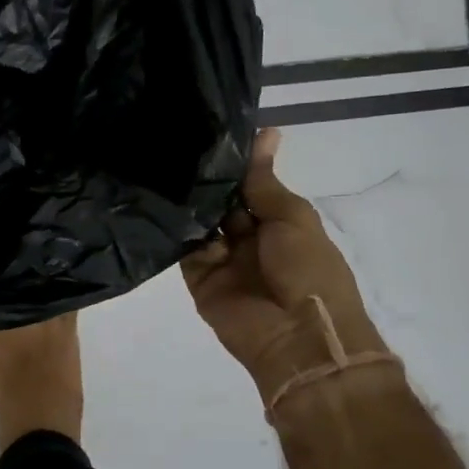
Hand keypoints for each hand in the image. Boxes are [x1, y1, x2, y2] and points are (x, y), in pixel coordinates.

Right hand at [182, 128, 393, 401]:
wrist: (297, 337)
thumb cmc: (308, 270)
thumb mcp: (292, 217)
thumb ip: (265, 181)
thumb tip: (267, 131)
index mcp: (280, 224)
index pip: (250, 187)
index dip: (234, 164)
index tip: (207, 131)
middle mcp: (249, 240)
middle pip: (222, 204)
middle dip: (206, 180)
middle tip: (175, 142)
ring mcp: (223, 261)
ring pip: (201, 224)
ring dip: (189, 202)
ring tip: (161, 164)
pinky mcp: (200, 280)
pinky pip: (185, 250)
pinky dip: (177, 230)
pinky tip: (160, 200)